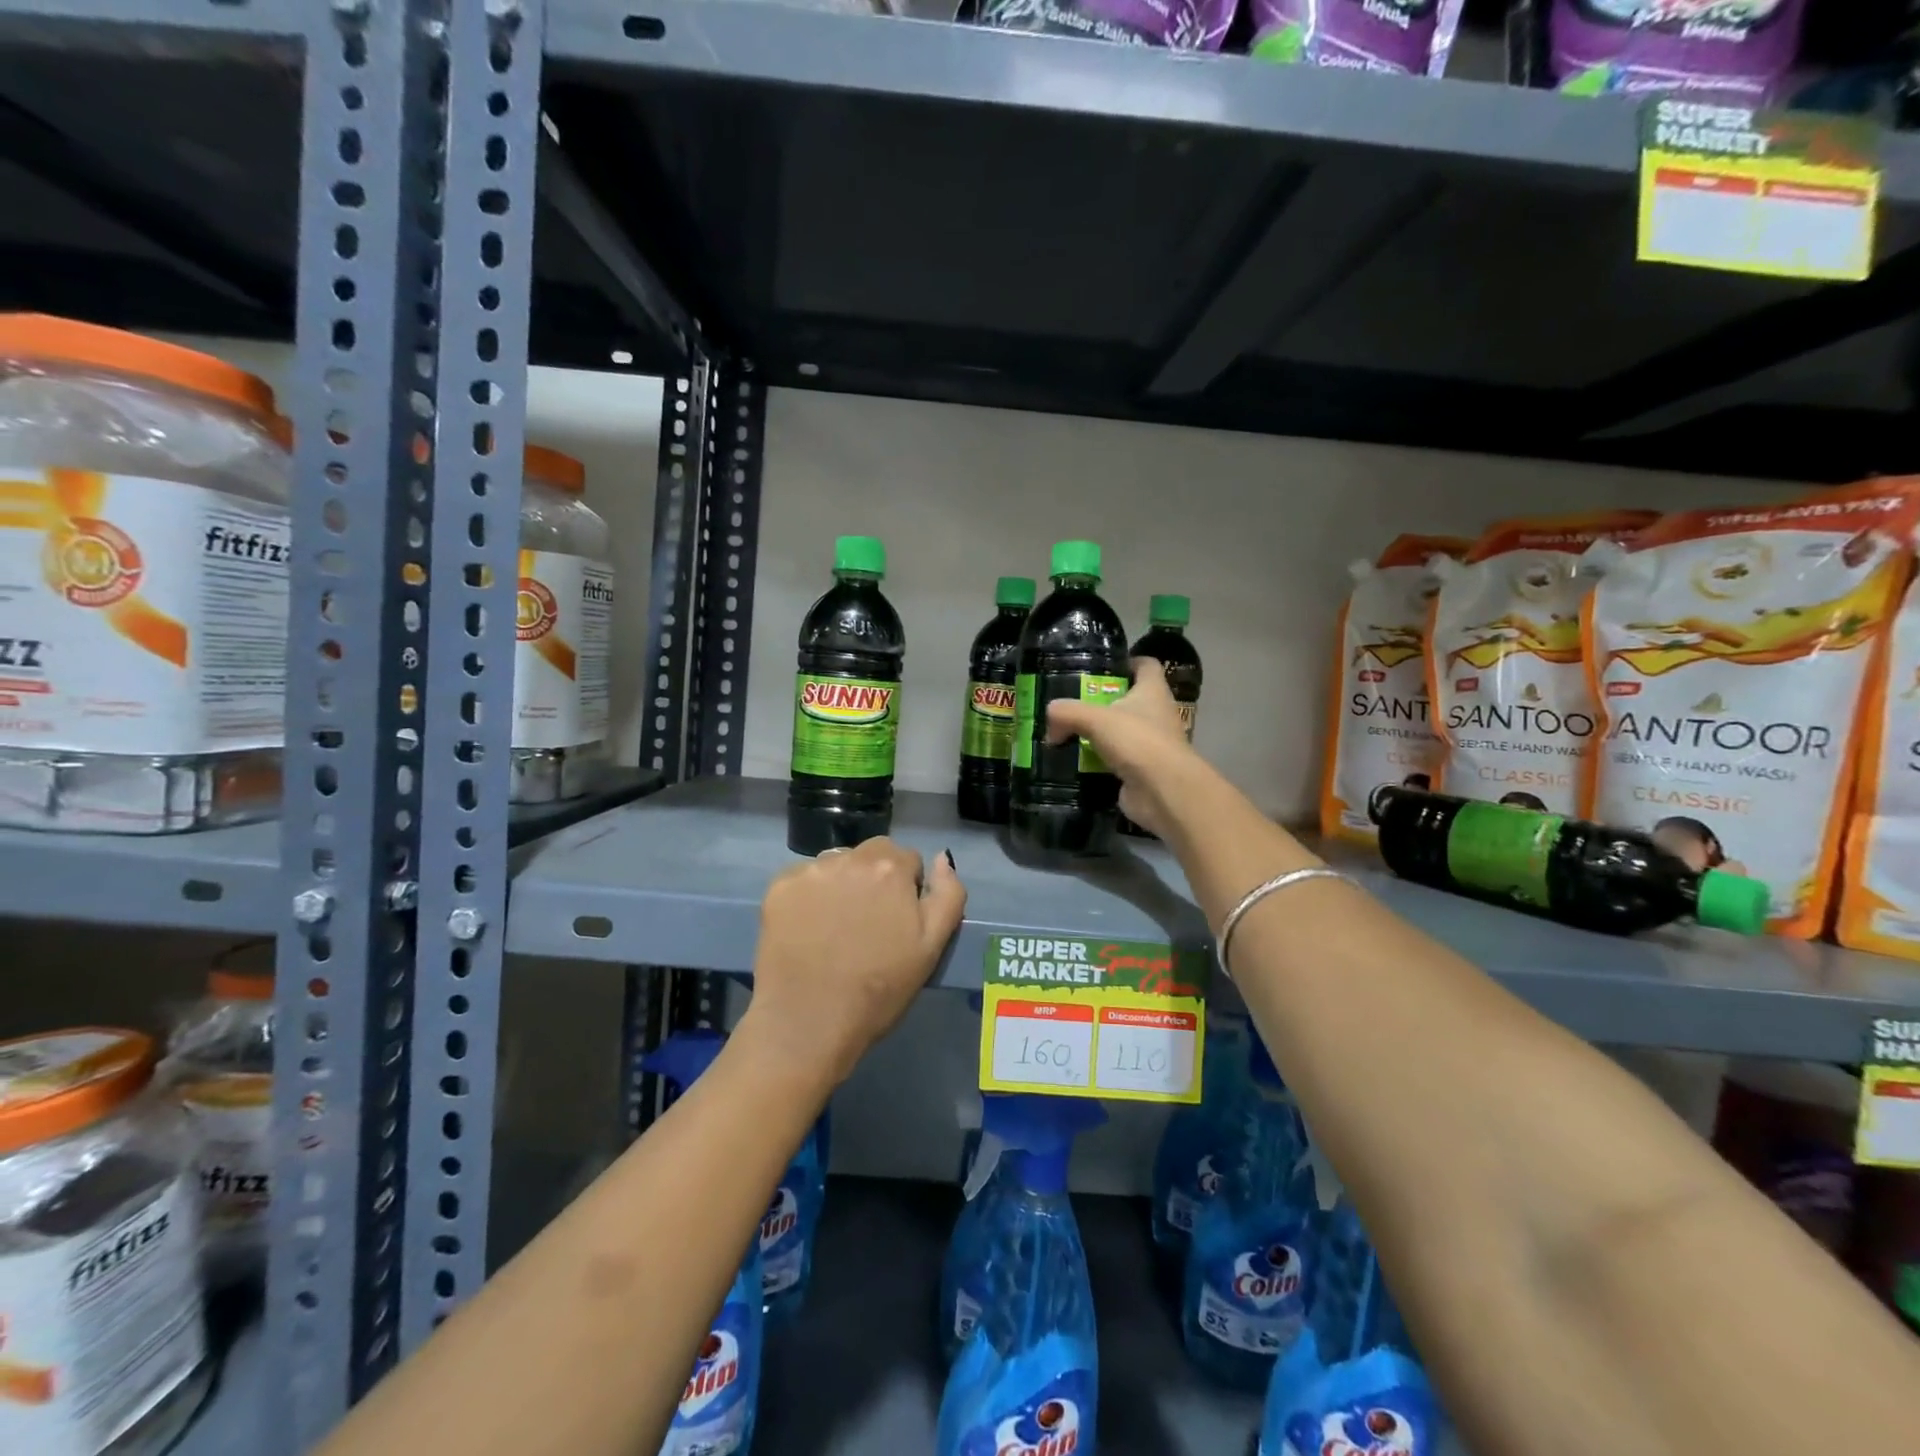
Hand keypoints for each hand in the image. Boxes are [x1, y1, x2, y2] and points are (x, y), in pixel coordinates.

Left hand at [742, 838, 966, 1087]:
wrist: (809, 1023)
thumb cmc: (880, 989)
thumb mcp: (932, 947)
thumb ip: (948, 895)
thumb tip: (941, 858)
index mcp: (890, 867)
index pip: (907, 860)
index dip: (906, 890)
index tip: (897, 922)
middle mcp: (849, 857)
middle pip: (870, 856)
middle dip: (874, 879)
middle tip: (867, 924)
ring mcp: (809, 871)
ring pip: (836, 865)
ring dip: (842, 884)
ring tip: (835, 928)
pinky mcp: (779, 888)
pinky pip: (803, 880)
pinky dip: (809, 896)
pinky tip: (808, 929)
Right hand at [1044, 657, 1195, 838]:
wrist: (1163, 792)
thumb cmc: (1137, 741)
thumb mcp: (1095, 719)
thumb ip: (1068, 711)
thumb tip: (1050, 714)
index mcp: (1153, 691)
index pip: (1145, 665)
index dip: (1126, 662)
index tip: (1099, 668)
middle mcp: (1156, 714)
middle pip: (1128, 699)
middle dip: (1101, 702)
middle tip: (1071, 704)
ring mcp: (1151, 744)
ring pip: (1120, 732)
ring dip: (1097, 734)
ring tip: (1066, 733)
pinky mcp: (1142, 770)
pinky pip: (1115, 760)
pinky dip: (1097, 761)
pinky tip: (1074, 762)